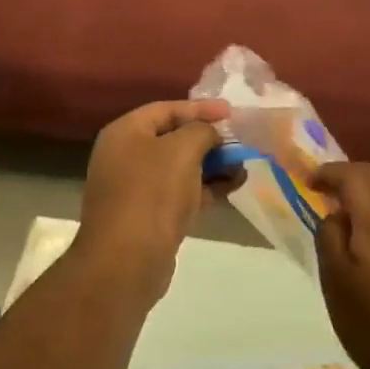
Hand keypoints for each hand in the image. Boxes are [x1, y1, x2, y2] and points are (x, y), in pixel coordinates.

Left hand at [72, 99, 231, 305]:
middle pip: (173, 138)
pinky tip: (234, 187)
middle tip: (241, 140)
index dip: (201, 108)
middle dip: (209, 138)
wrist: (127, 261)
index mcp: (125, 133)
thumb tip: (211, 133)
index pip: (166, 109)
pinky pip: (181, 193)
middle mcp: (125, 156)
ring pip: (180, 168)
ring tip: (244, 165)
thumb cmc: (152, 194)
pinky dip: (206, 188)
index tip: (233, 112)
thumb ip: (202, 131)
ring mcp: (136, 188)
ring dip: (212, 165)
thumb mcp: (182, 150)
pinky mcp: (149, 216)